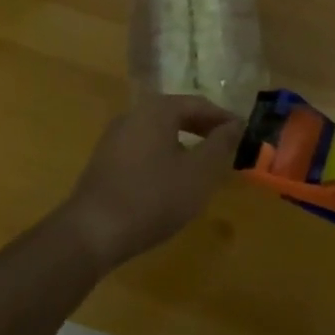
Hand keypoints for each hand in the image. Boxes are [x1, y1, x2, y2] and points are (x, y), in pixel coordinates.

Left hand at [58, 95, 241, 270]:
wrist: (92, 231)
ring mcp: (115, 136)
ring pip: (159, 131)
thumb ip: (219, 146)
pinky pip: (143, 147)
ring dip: (184, 143)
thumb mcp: (197, 174)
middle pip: (177, 114)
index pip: (199, 104)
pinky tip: (171, 180)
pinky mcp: (105, 159)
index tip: (243, 133)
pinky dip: (164, 155)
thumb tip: (235, 125)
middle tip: (226, 147)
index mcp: (157, 109)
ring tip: (202, 165)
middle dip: (204, 129)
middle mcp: (134, 113)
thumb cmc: (152, 197)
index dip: (223, 118)